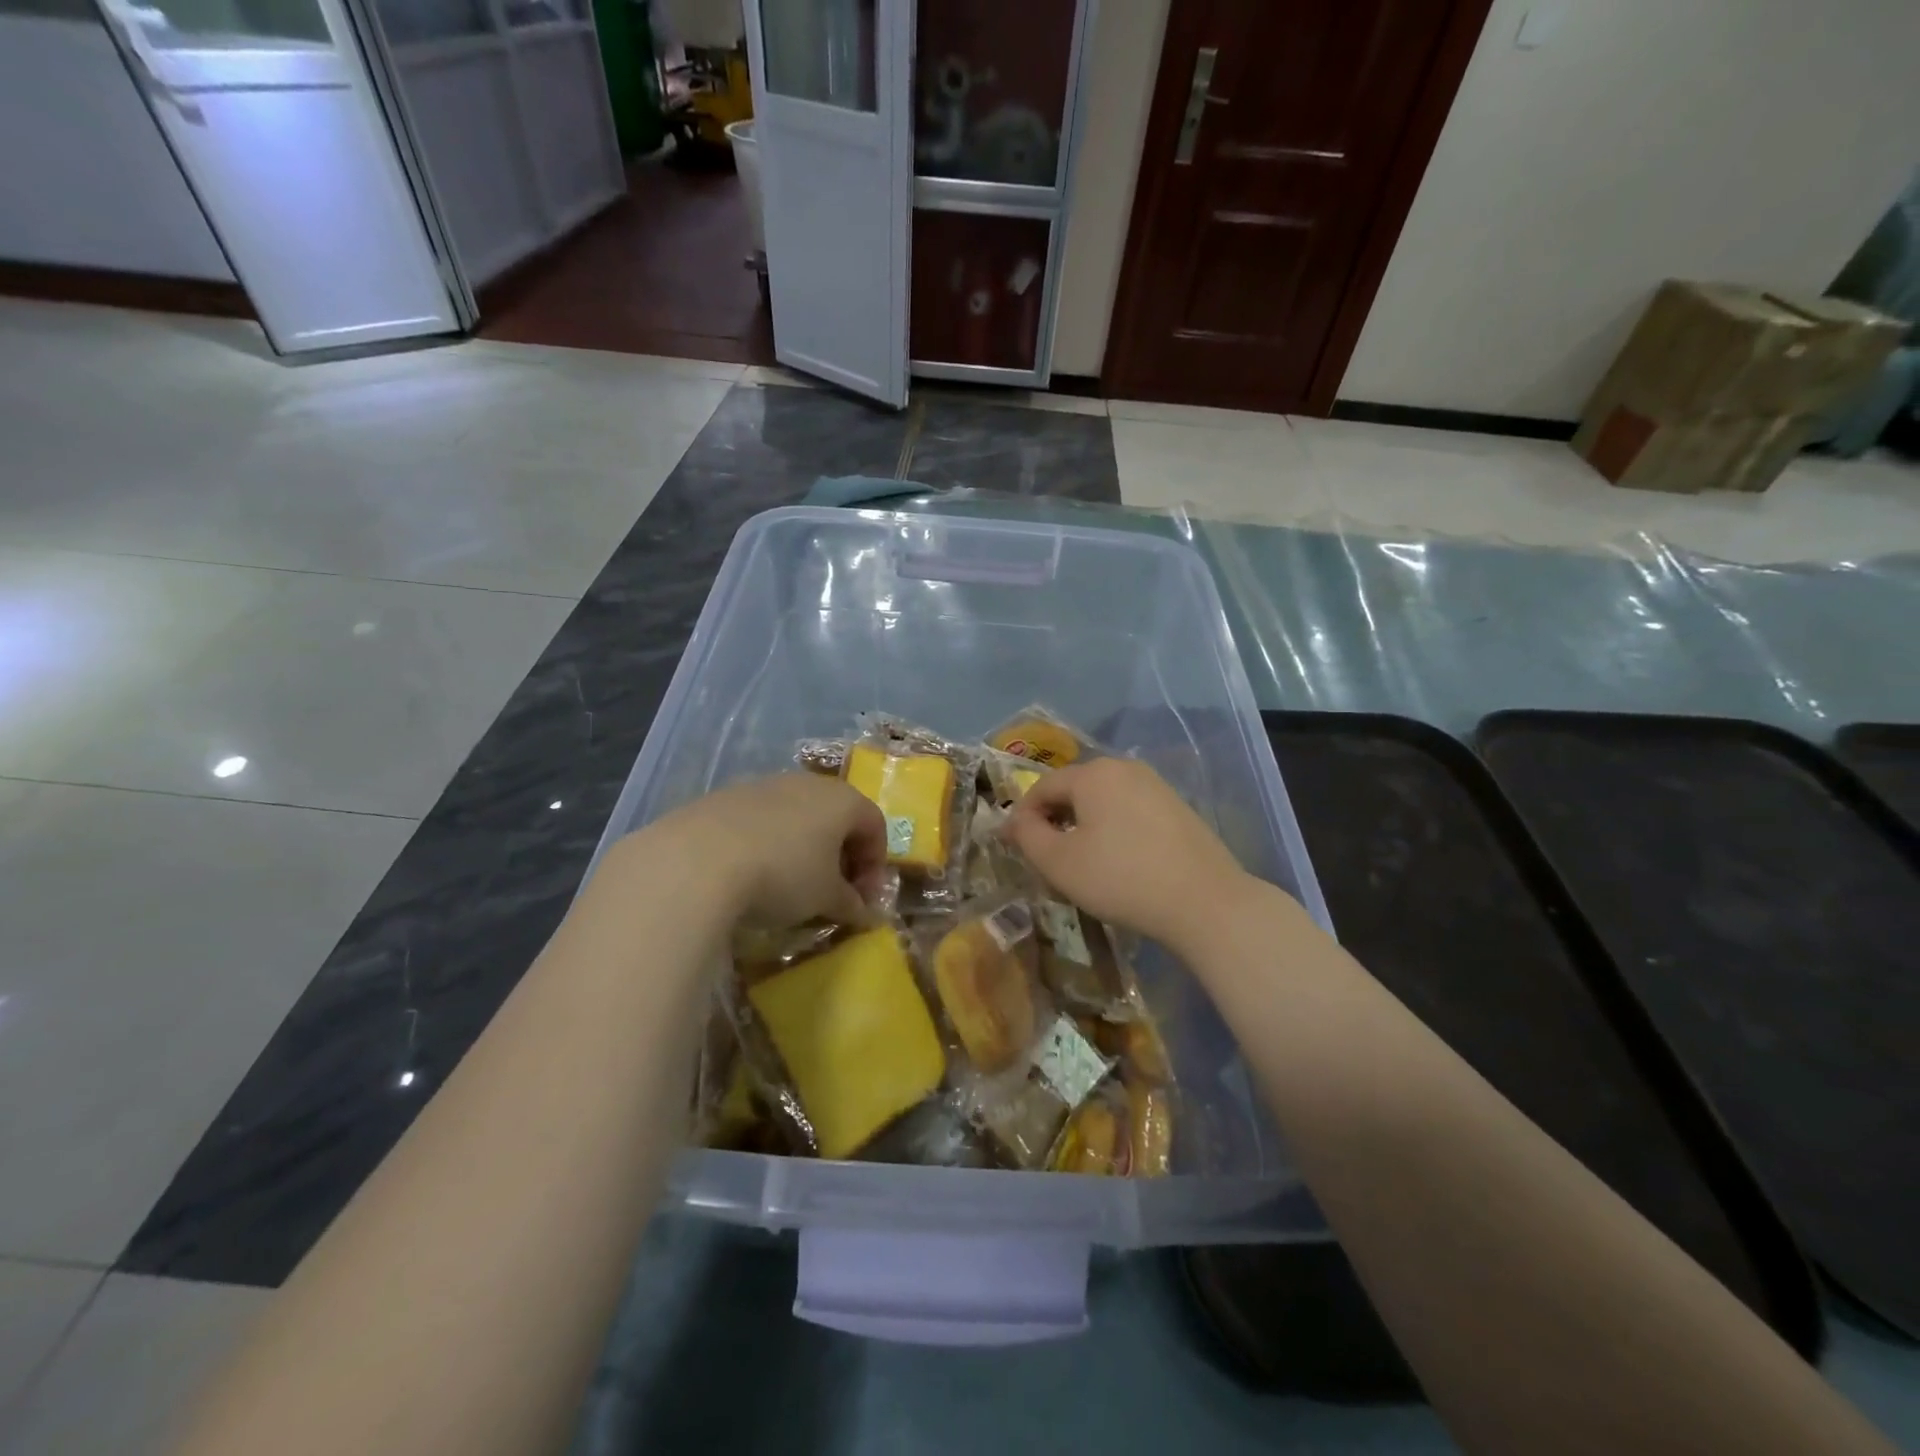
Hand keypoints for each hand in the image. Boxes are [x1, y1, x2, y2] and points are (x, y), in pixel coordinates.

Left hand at [652, 773, 887, 927]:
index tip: (863, 900)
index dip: (875, 865)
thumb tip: (865, 912)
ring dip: (803, 849)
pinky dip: (767, 844)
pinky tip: (751, 874)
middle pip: (836, 816)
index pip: (875, 825)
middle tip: (832, 893)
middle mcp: (806, 783)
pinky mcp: (724, 797)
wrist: (697, 860)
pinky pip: (760, 821)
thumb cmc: (783, 874)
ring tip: (790, 887)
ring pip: (796, 816)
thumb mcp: (825, 897)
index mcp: (842, 799)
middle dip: (840, 856)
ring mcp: (762, 786)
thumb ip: (851, 903)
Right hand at [1003, 757, 1260, 952]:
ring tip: (1081, 863)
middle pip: (1074, 790)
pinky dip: (1113, 830)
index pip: (1042, 787)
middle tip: (1046, 859)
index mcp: (1093, 773)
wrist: (1205, 902)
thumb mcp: (1059, 862)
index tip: (1014, 848)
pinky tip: (1118, 862)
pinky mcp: (1177, 807)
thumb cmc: (1121, 878)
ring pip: (1103, 801)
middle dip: (1054, 820)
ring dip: (1083, 826)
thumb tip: (1014, 820)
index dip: (1022, 817)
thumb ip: (1026, 835)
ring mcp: (1156, 785)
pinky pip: (1130, 811)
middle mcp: (1124, 768)